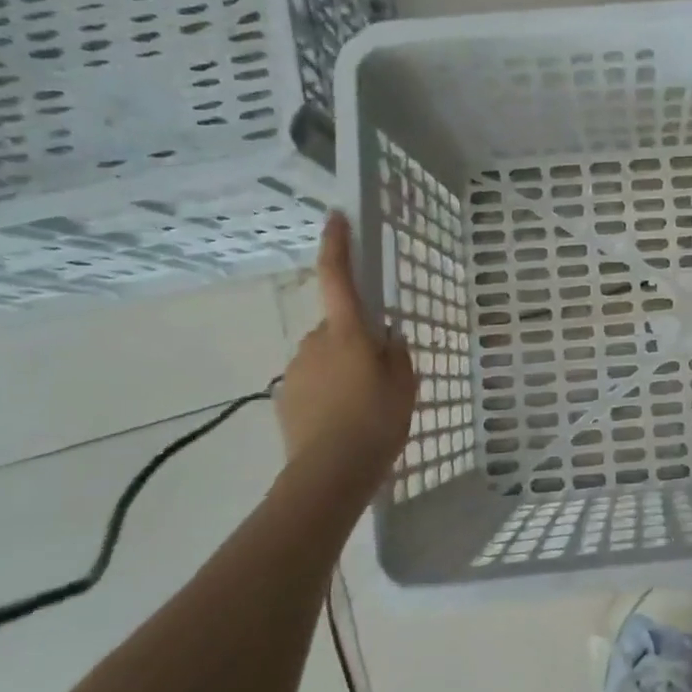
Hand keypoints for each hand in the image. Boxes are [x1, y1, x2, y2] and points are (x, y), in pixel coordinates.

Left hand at [276, 212, 417, 470]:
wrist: (330, 473)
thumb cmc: (377, 422)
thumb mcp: (405, 385)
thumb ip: (398, 354)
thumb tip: (387, 339)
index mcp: (348, 333)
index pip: (338, 277)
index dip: (337, 245)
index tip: (335, 217)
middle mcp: (315, 342)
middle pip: (337, 327)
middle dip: (355, 341)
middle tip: (379, 375)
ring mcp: (296, 369)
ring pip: (325, 357)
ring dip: (341, 370)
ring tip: (361, 407)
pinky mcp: (285, 397)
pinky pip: (313, 382)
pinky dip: (327, 392)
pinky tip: (341, 421)